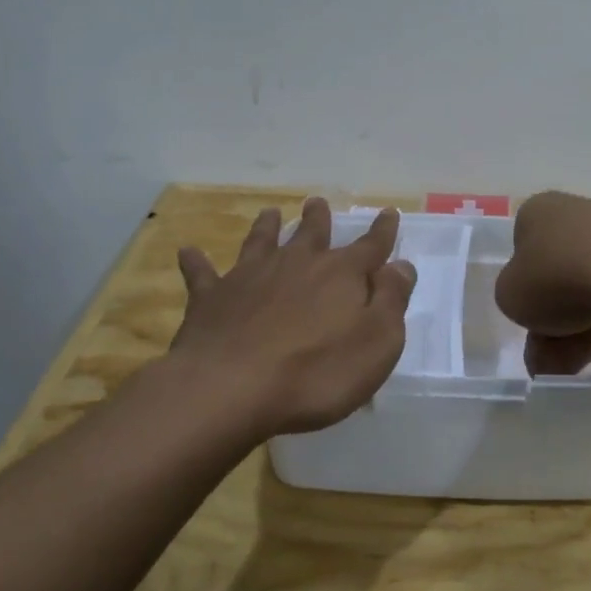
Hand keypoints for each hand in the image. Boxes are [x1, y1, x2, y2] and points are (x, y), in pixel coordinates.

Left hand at [171, 198, 416, 434]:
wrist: (232, 388)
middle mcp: (297, 265)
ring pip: (261, 242)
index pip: (371, 246)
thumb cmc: (318, 372)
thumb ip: (392, 300)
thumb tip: (401, 265)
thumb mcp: (378, 342)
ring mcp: (251, 277)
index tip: (388, 212)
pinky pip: (202, 274)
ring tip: (269, 213)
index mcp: (342, 275)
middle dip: (319, 218)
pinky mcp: (211, 299)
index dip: (383, 231)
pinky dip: (196, 262)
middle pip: (312, 234)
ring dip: (267, 227)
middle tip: (317, 202)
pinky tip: (188, 252)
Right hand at [495, 191, 590, 374]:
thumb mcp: (509, 296)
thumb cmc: (554, 277)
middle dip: (550, 319)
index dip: (523, 285)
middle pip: (556, 274)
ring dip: (574, 329)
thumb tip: (534, 304)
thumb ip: (515, 298)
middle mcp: (576, 214)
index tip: (528, 313)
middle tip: (544, 356)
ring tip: (566, 367)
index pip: (522, 248)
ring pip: (587, 289)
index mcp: (538, 211)